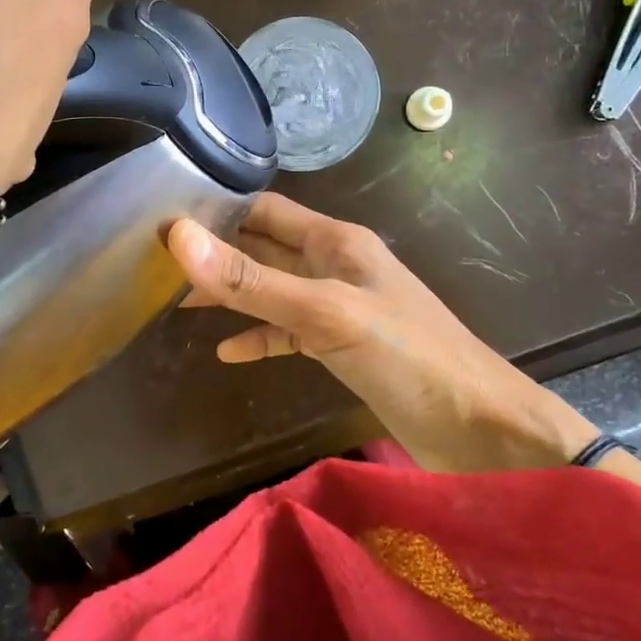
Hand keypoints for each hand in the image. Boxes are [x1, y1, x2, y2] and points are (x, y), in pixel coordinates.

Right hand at [167, 193, 599, 472]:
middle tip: (158, 264)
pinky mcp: (344, 346)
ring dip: (233, 295)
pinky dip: (261, 337)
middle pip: (265, 248)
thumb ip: (251, 280)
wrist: (482, 431)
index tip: (165, 222)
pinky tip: (229, 352)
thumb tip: (178, 237)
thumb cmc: (407, 356)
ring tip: (180, 303)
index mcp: (336, 241)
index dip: (218, 211)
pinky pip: (291, 332)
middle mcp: (336, 264)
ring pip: (274, 290)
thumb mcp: (324, 313)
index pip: (265, 209)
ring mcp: (341, 306)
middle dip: (218, 253)